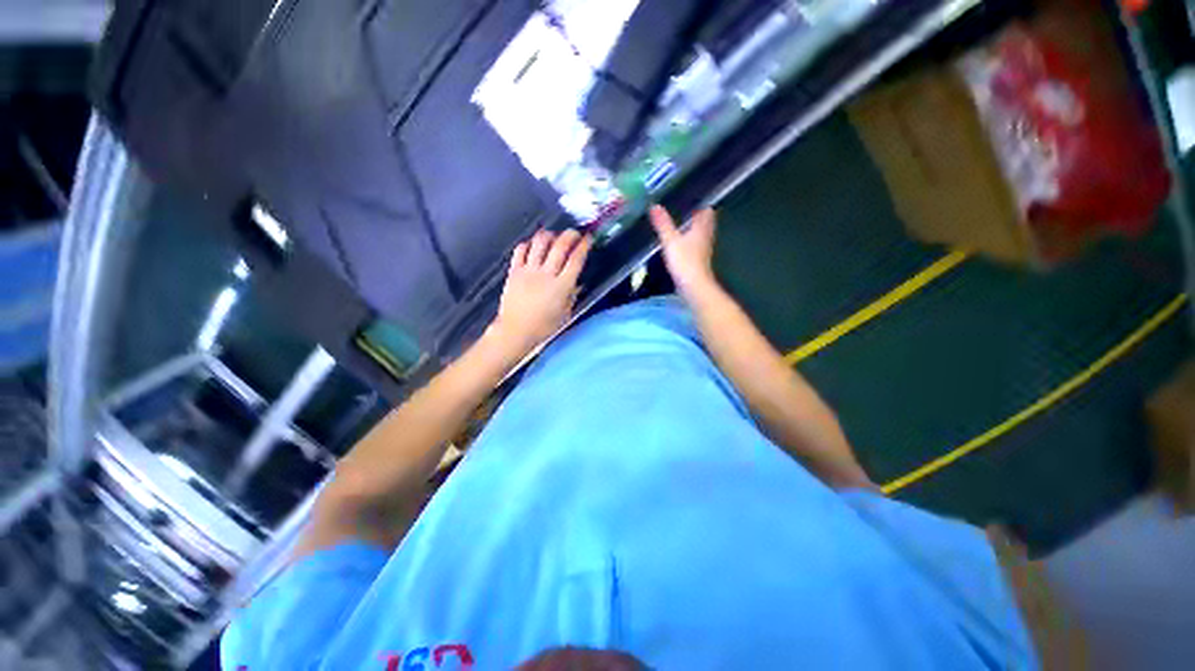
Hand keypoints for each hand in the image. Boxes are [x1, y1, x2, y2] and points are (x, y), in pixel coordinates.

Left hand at [489, 229, 591, 358]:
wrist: (515, 330)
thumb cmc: (543, 326)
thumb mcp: (565, 314)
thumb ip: (572, 295)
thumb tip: (576, 282)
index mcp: (562, 286)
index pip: (576, 260)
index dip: (584, 246)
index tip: (588, 238)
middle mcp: (546, 274)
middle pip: (560, 246)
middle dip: (570, 235)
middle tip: (574, 234)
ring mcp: (528, 270)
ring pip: (540, 243)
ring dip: (549, 235)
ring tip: (553, 237)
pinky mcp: (514, 271)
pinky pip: (521, 250)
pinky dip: (529, 244)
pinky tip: (533, 246)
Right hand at [649, 205, 718, 299]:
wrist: (694, 286)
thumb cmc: (685, 261)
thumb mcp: (671, 241)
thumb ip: (663, 224)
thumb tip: (655, 206)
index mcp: (701, 228)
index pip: (706, 211)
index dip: (700, 204)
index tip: (690, 199)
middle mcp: (705, 237)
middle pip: (705, 222)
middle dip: (696, 216)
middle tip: (683, 210)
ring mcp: (703, 250)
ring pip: (700, 234)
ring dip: (692, 229)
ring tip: (679, 224)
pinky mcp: (698, 261)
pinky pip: (695, 246)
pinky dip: (689, 242)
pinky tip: (680, 244)